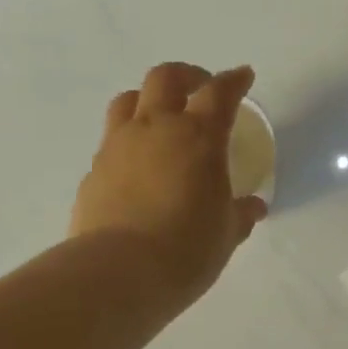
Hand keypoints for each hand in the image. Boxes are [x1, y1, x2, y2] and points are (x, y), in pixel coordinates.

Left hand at [70, 63, 269, 309]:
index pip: (219, 94)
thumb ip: (240, 214)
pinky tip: (139, 166)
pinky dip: (129, 141)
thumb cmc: (187, 250)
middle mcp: (155, 129)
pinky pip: (112, 140)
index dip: (234, 81)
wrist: (119, 272)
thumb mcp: (227, 234)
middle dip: (187, 76)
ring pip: (129, 100)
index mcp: (198, 137)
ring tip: (162, 119)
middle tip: (200, 89)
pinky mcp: (94, 170)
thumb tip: (253, 206)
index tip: (243, 77)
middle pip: (166, 78)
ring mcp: (118, 146)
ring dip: (149, 100)